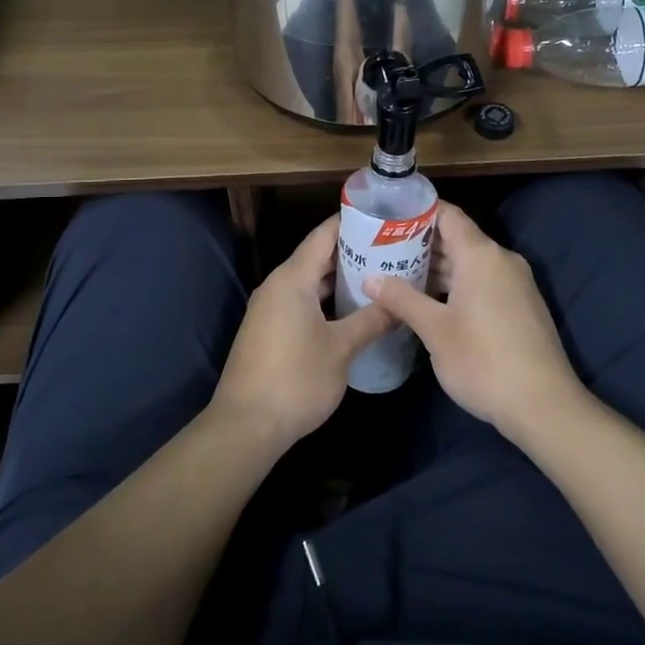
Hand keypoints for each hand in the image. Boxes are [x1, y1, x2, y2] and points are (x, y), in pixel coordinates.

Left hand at [212, 215, 392, 448]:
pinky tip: (353, 310)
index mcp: (292, 278)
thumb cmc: (295, 379)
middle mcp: (278, 285)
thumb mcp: (341, 349)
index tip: (383, 219)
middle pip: (317, 256)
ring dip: (340, 279)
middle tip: (392, 251)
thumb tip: (398, 303)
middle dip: (353, 253)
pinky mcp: (270, 330)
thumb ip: (371, 320)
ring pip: (310, 282)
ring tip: (380, 278)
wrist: (246, 425)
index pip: (324, 235)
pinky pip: (302, 301)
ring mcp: (271, 308)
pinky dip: (327, 299)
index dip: (352, 223)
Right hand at [365, 202, 584, 440]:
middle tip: (382, 251)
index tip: (387, 219)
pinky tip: (431, 301)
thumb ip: (401, 299)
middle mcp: (501, 259)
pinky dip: (456, 284)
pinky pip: (483, 281)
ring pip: (470, 262)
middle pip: (457, 237)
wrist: (544, 405)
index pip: (447, 214)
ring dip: (437, 267)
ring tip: (398, 275)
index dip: (417, 212)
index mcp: (480, 254)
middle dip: (420, 243)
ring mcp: (515, 283)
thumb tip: (370, 279)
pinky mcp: (521, 305)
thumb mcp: (434, 330)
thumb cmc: (483, 361)